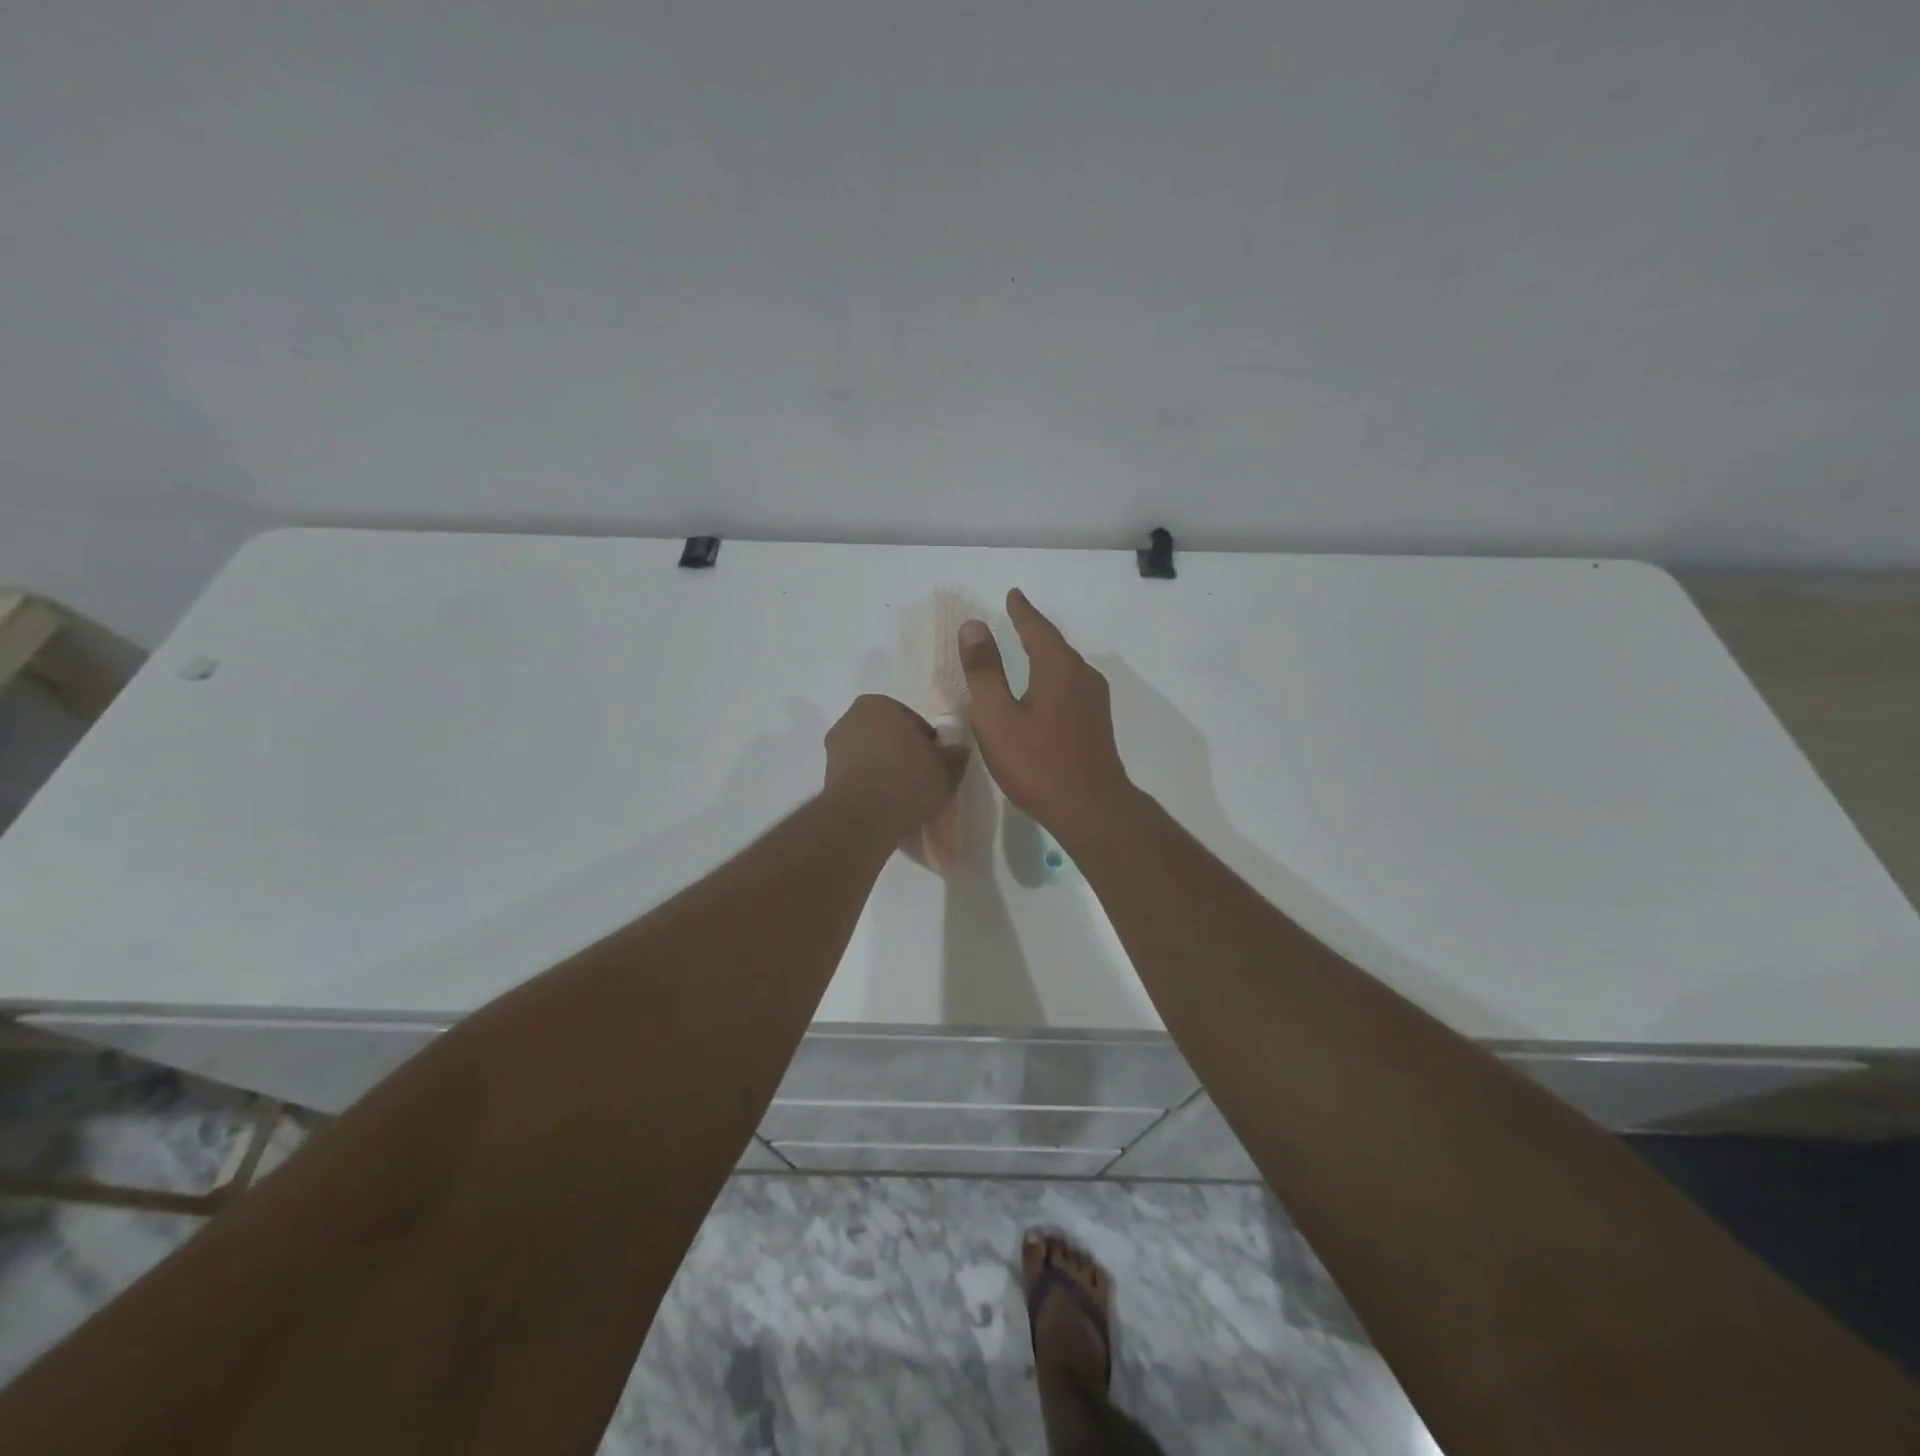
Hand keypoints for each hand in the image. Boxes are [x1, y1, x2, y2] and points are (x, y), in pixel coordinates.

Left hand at [823, 694, 967, 832]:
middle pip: (889, 737)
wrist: (864, 818)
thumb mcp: (946, 768)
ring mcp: (834, 748)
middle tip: (921, 781)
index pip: (913, 722)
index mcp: (879, 704)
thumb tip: (957, 751)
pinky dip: (870, 786)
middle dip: (902, 754)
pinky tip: (884, 806)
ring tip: (903, 797)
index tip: (934, 766)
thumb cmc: (908, 780)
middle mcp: (851, 718)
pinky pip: (858, 777)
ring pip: (871, 757)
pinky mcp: (826, 776)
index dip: (927, 745)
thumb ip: (955, 755)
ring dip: (885, 771)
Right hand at [959, 589, 1133, 845]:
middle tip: (1015, 618)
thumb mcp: (997, 717)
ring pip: (1064, 667)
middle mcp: (1082, 675)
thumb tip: (974, 626)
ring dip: (1044, 655)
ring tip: (1025, 651)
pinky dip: (1052, 678)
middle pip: (1054, 644)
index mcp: (1057, 667)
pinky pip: (1070, 686)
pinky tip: (1042, 692)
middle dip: (1033, 630)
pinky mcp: (1097, 722)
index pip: (1036, 627)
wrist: (1091, 808)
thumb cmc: (1037, 763)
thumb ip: (984, 671)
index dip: (1021, 611)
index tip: (1012, 594)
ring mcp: (1094, 700)